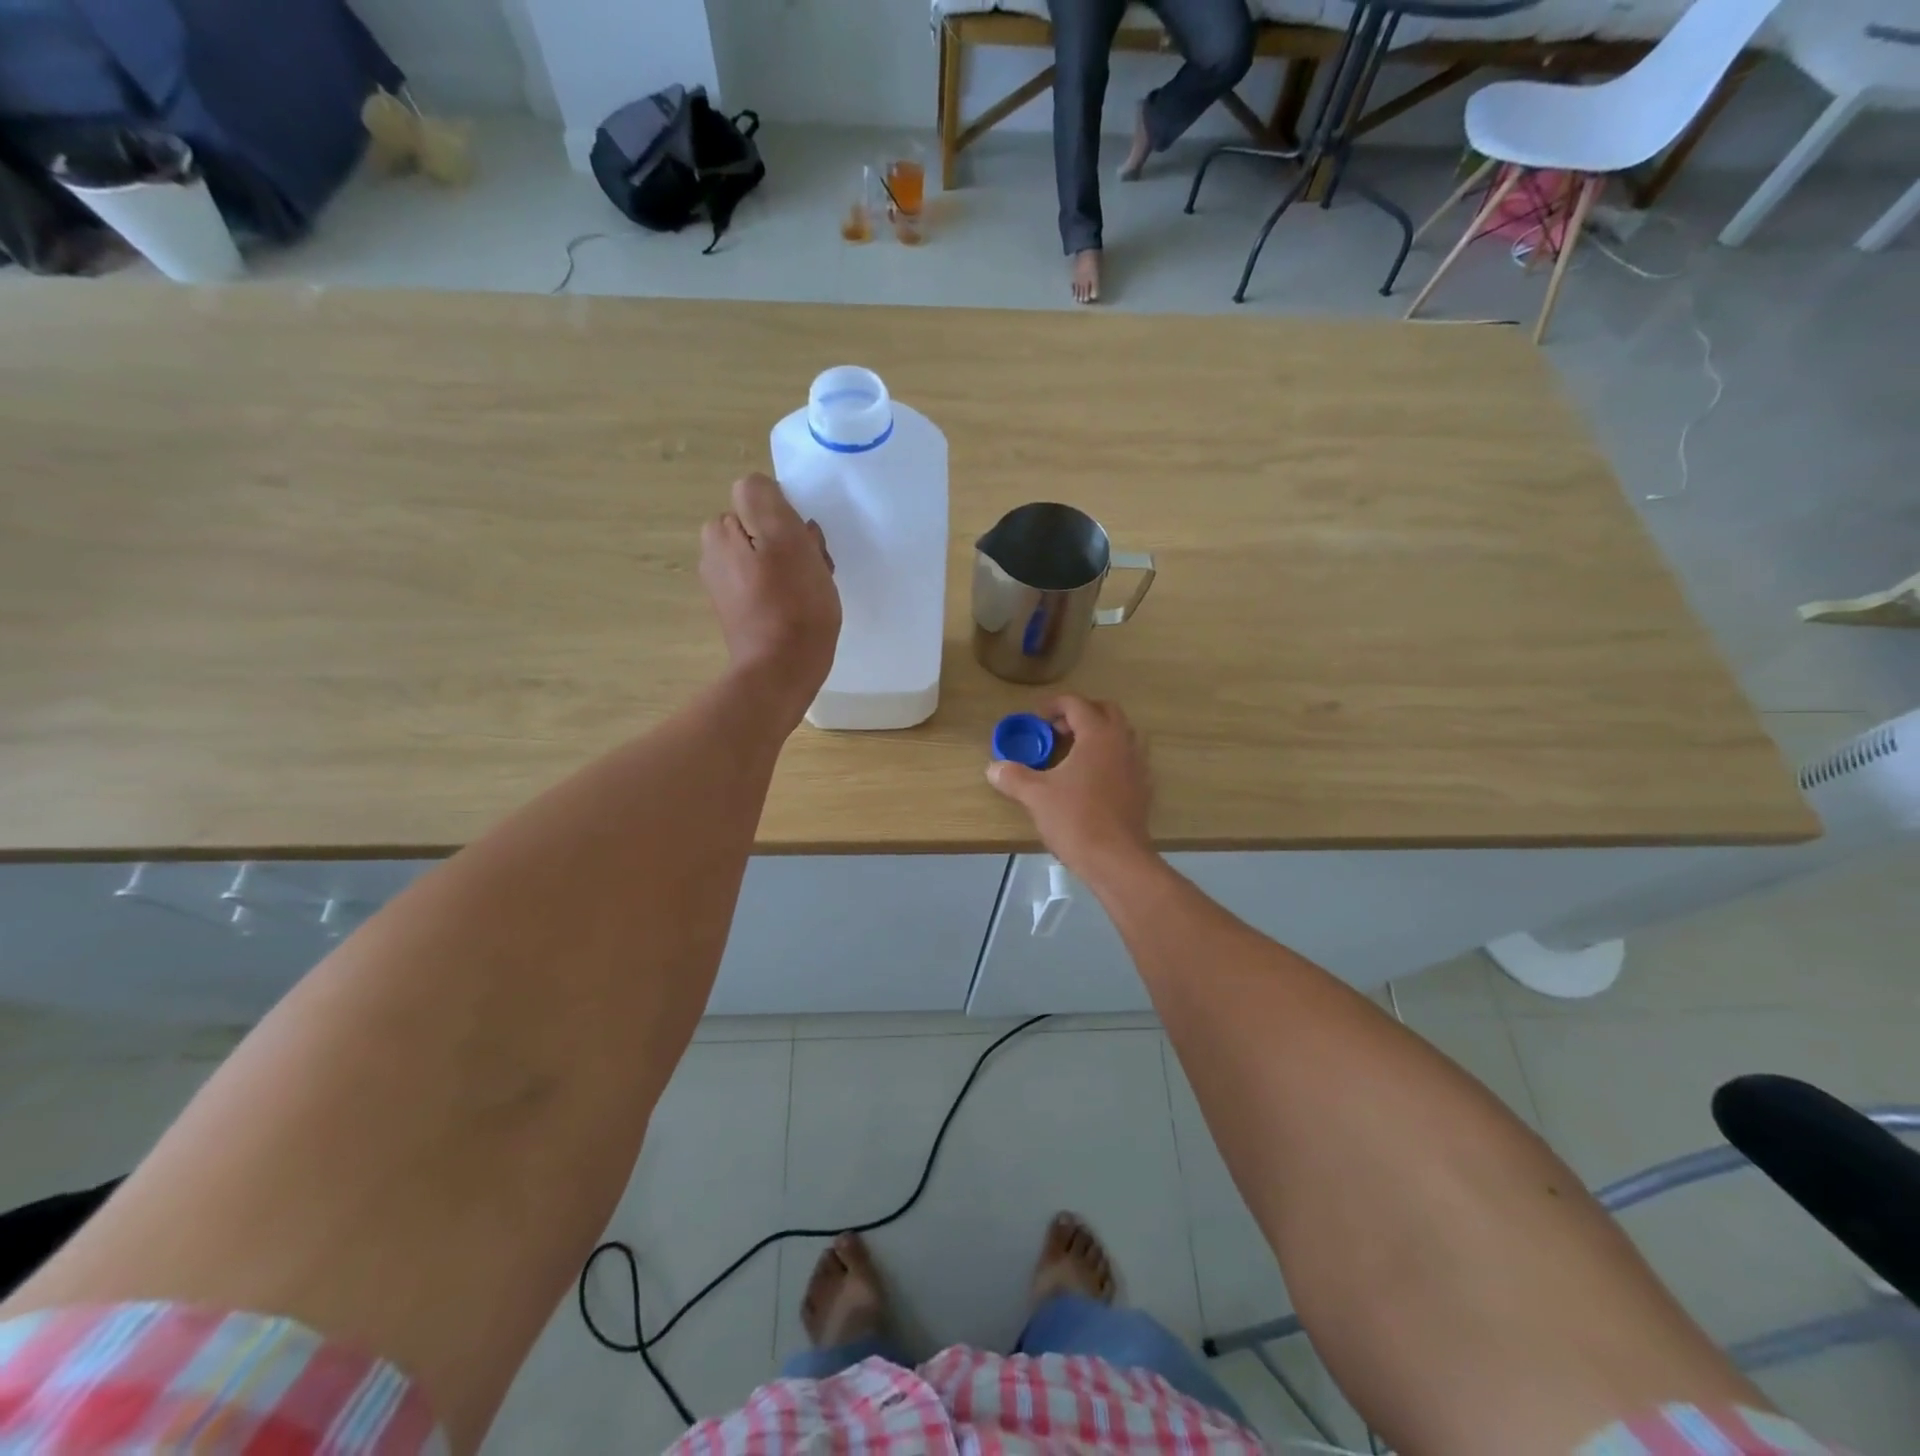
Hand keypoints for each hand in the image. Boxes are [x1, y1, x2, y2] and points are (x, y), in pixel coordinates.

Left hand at [700, 473, 839, 721]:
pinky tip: (802, 610)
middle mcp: (715, 554)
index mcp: (720, 531)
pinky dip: (789, 591)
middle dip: (794, 543)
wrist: (782, 672)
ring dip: (797, 567)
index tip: (806, 545)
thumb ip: (765, 499)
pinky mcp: (741, 612)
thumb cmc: (791, 604)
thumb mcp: (784, 537)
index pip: (762, 500)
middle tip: (814, 570)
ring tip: (813, 592)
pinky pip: (770, 585)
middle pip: (766, 529)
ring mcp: (726, 586)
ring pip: (772, 557)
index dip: (789, 518)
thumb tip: (761, 489)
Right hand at [986, 695, 1154, 886]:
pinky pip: (1126, 759)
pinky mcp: (1143, 788)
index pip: (1077, 704)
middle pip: (1105, 711)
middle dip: (1079, 714)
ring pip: (1120, 735)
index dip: (1054, 706)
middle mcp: (1123, 742)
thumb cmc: (1076, 819)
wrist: (1116, 859)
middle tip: (1056, 731)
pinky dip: (1108, 758)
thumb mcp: (1036, 796)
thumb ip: (1013, 776)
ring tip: (1071, 754)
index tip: (1036, 719)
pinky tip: (1089, 780)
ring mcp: (1138, 765)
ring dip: (1096, 735)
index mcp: (1099, 735)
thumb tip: (993, 768)